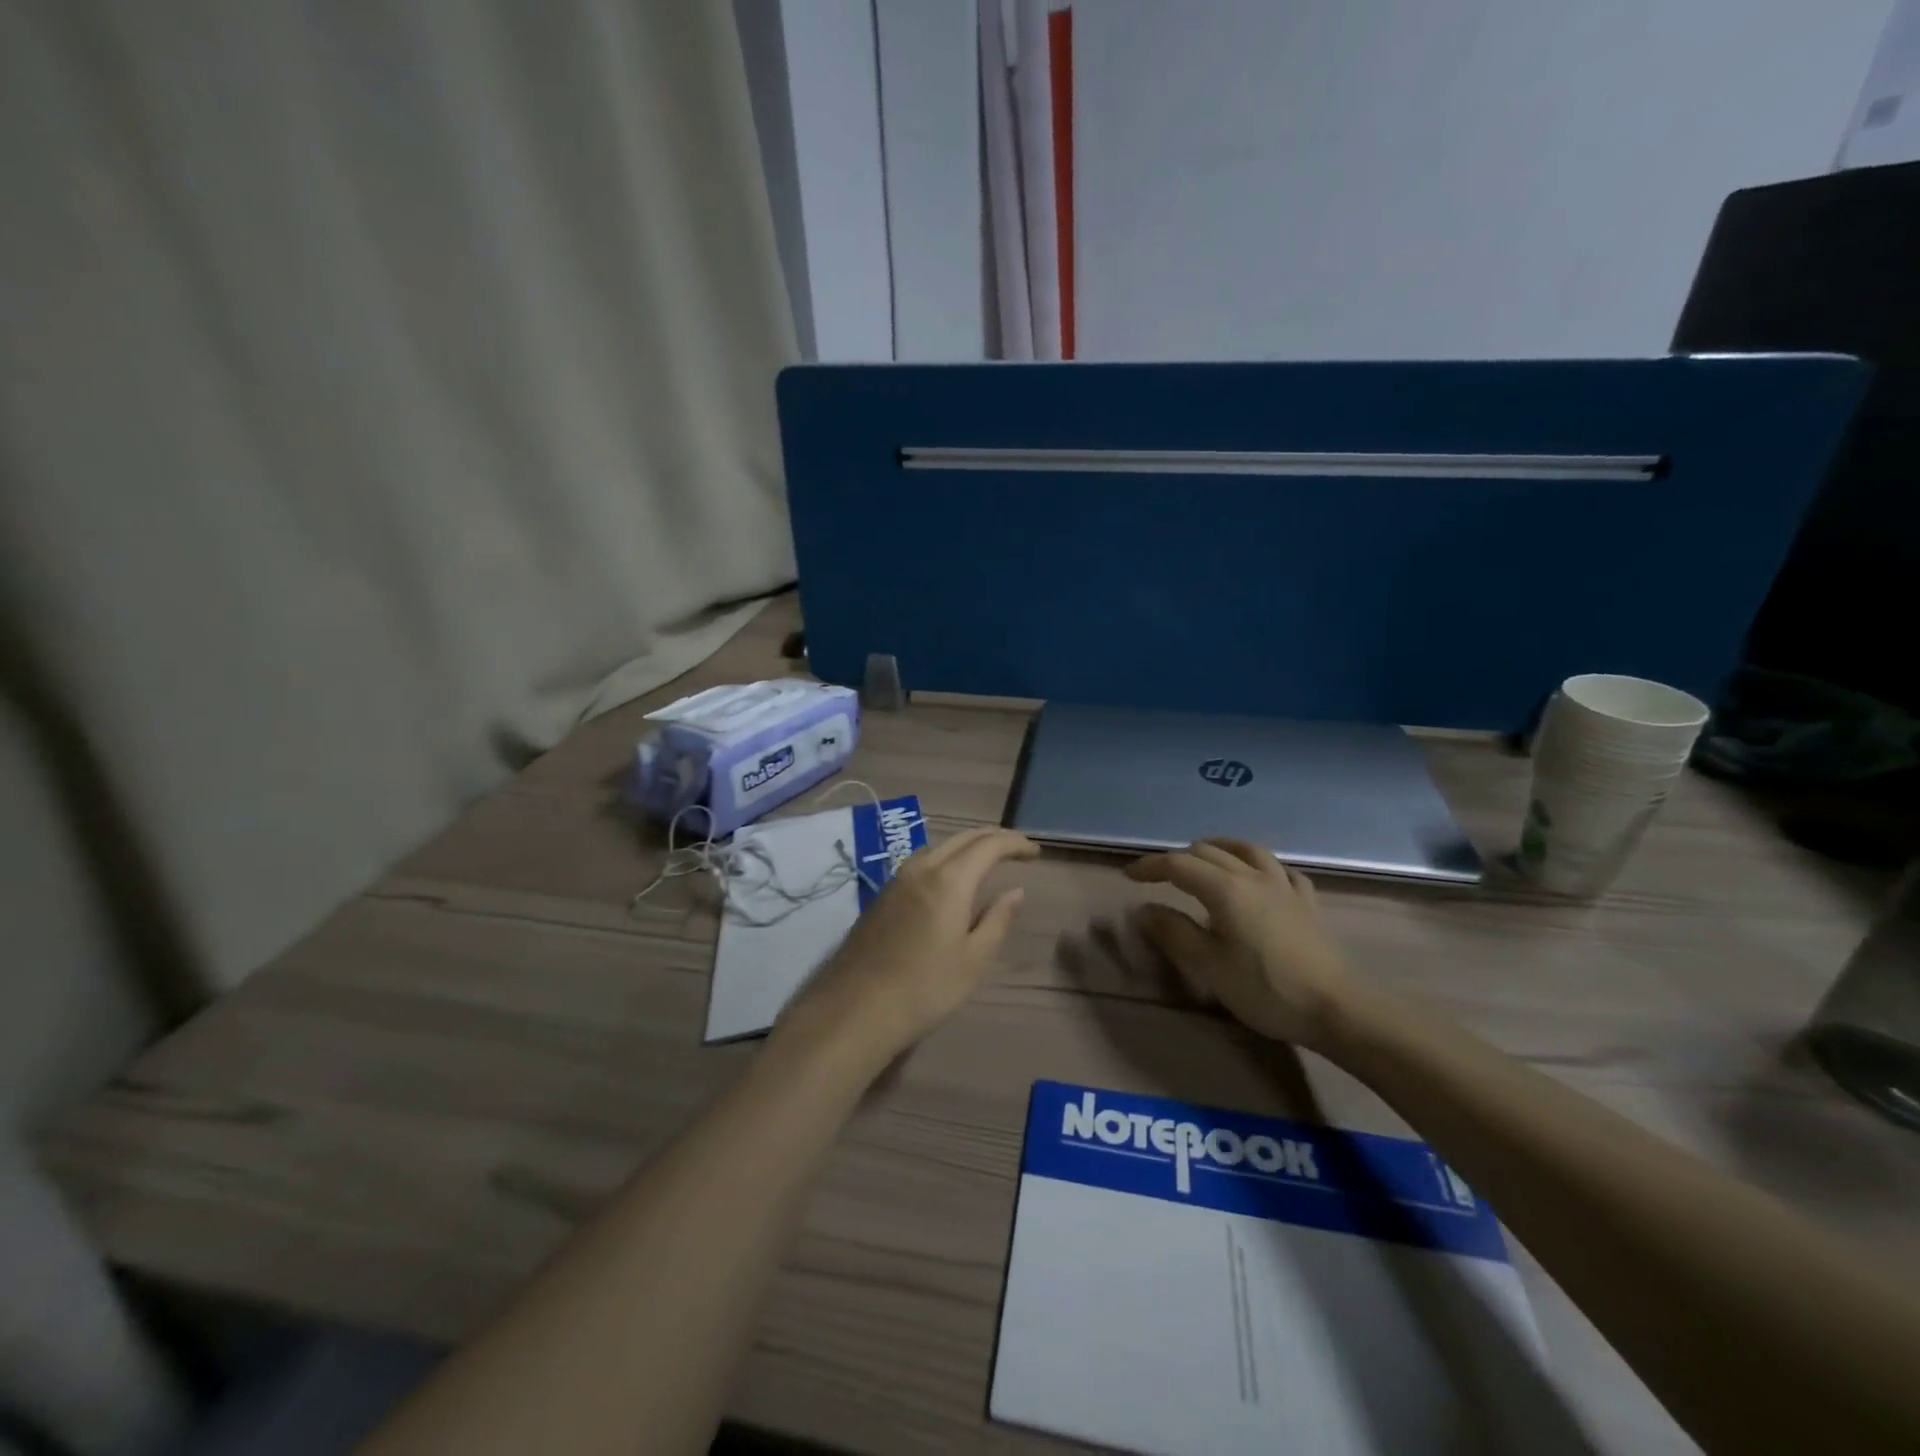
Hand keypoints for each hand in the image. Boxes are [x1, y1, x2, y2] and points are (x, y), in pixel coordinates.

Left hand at [783, 826, 1039, 1066]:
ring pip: (939, 847)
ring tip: (988, 861)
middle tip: (1017, 849)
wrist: (857, 1008)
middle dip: (993, 837)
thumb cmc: (926, 988)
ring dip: (967, 847)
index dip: (1014, 843)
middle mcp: (921, 868)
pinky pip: (921, 862)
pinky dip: (946, 859)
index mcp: (949, 880)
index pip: (988, 845)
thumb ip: (998, 920)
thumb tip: (1016, 891)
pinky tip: (951, 880)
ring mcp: (896, 880)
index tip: (1035, 852)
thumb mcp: (974, 960)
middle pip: (962, 838)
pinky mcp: (882, 895)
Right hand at [1126, 838, 1353, 1048]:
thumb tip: (1145, 909)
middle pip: (1209, 851)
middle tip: (1160, 876)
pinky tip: (1261, 876)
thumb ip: (1174, 933)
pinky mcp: (1307, 902)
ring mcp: (1284, 886)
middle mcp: (1253, 876)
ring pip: (1247, 850)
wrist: (1337, 1008)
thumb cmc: (1265, 988)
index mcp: (1225, 889)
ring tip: (1206, 856)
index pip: (1178, 864)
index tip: (1129, 875)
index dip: (1150, 866)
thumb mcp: (1209, 966)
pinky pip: (1281, 870)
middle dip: (1179, 857)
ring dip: (1220, 848)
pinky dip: (1262, 866)